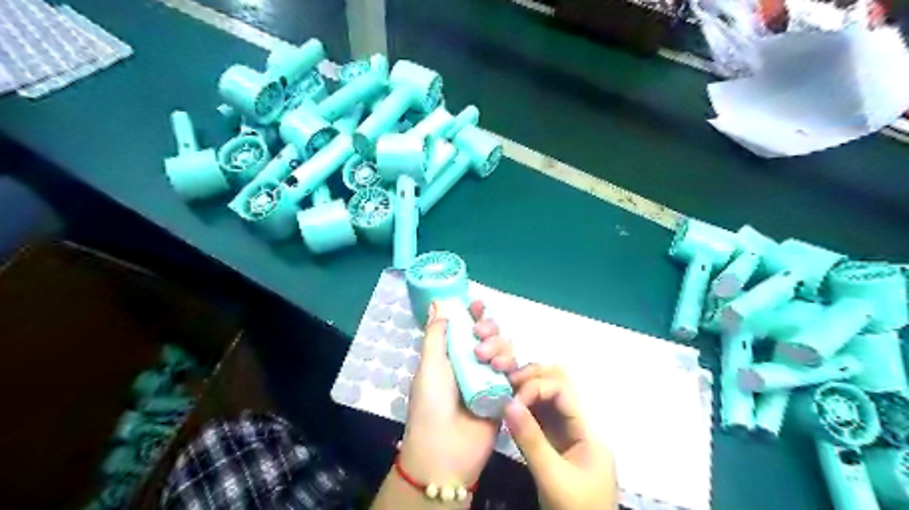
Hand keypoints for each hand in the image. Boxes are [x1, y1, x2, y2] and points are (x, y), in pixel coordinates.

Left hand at [399, 303, 513, 497]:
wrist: (445, 451)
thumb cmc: (431, 404)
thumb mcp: (429, 365)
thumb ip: (437, 334)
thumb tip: (437, 303)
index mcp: (450, 354)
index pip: (465, 326)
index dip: (472, 313)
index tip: (477, 305)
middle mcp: (471, 362)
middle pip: (489, 334)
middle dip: (488, 328)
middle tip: (480, 335)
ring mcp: (489, 378)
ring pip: (504, 349)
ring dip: (499, 346)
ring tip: (488, 360)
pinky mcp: (505, 394)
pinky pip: (515, 372)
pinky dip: (511, 365)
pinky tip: (504, 370)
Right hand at [505, 364, 616, 509]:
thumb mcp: (552, 477)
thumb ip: (531, 440)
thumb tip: (507, 403)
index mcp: (588, 428)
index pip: (563, 389)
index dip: (536, 386)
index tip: (512, 400)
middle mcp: (579, 423)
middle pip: (559, 384)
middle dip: (533, 378)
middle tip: (507, 384)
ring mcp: (567, 432)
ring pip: (548, 397)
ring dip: (527, 390)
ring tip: (504, 393)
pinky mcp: (556, 442)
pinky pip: (541, 415)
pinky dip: (525, 408)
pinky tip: (509, 410)